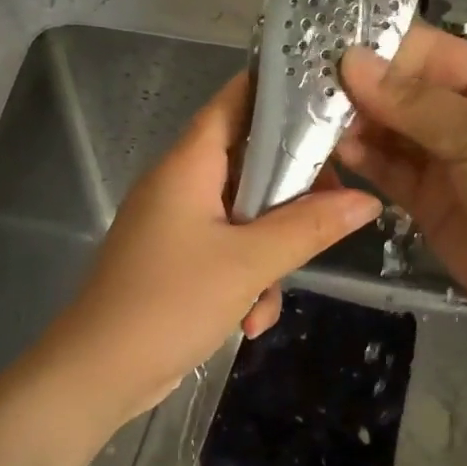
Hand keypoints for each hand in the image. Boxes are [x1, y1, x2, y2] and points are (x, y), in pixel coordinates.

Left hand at [46, 72, 382, 423]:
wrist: (99, 373)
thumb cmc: (170, 303)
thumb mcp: (248, 264)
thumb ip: (309, 227)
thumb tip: (368, 199)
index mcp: (189, 165)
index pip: (236, 100)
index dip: (281, 92)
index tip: (331, 103)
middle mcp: (181, 186)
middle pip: (251, 164)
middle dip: (292, 196)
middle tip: (331, 214)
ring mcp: (176, 226)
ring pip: (246, 218)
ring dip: (269, 256)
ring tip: (269, 299)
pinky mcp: (176, 262)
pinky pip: (227, 254)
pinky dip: (245, 283)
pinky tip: (248, 323)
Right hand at [337, 23, 466, 348]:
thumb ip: (416, 102)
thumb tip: (352, 61)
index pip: (431, 53)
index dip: (381, 48)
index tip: (324, 46)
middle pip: (405, 92)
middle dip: (360, 87)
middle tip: (302, 83)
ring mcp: (448, 162)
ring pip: (392, 132)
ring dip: (355, 124)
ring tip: (307, 116)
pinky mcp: (428, 203)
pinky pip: (390, 171)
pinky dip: (364, 160)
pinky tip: (333, 150)